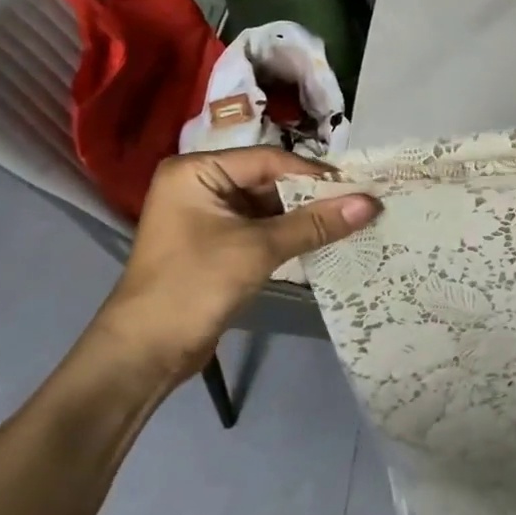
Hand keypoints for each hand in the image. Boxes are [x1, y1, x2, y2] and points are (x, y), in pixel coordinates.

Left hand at [93, 147, 379, 384]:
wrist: (144, 354)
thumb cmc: (195, 285)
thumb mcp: (259, 249)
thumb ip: (316, 223)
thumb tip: (371, 203)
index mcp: (197, 171)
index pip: (270, 160)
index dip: (315, 174)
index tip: (359, 186)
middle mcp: (199, 184)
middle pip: (270, 180)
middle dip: (313, 196)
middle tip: (360, 202)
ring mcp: (206, 215)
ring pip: (269, 205)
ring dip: (305, 216)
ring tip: (351, 220)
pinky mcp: (215, 243)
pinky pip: (261, 227)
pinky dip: (290, 233)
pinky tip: (325, 239)